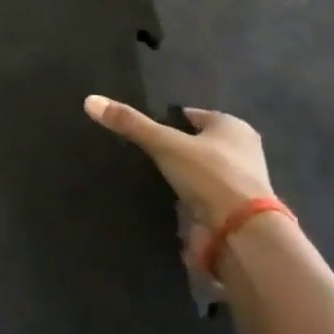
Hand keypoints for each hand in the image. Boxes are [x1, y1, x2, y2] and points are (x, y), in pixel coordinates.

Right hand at [84, 97, 274, 238]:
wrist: (242, 233)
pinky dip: (187, 197)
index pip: (193, 115)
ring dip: (182, 174)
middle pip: (199, 142)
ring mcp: (241, 183)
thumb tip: (90, 100)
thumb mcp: (164, 143)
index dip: (170, 119)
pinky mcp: (234, 211)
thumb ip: (130, 124)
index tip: (145, 128)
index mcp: (233, 127)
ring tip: (149, 176)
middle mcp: (243, 151)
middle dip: (177, 147)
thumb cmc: (209, 175)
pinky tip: (165, 199)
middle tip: (144, 151)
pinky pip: (203, 196)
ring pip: (202, 170)